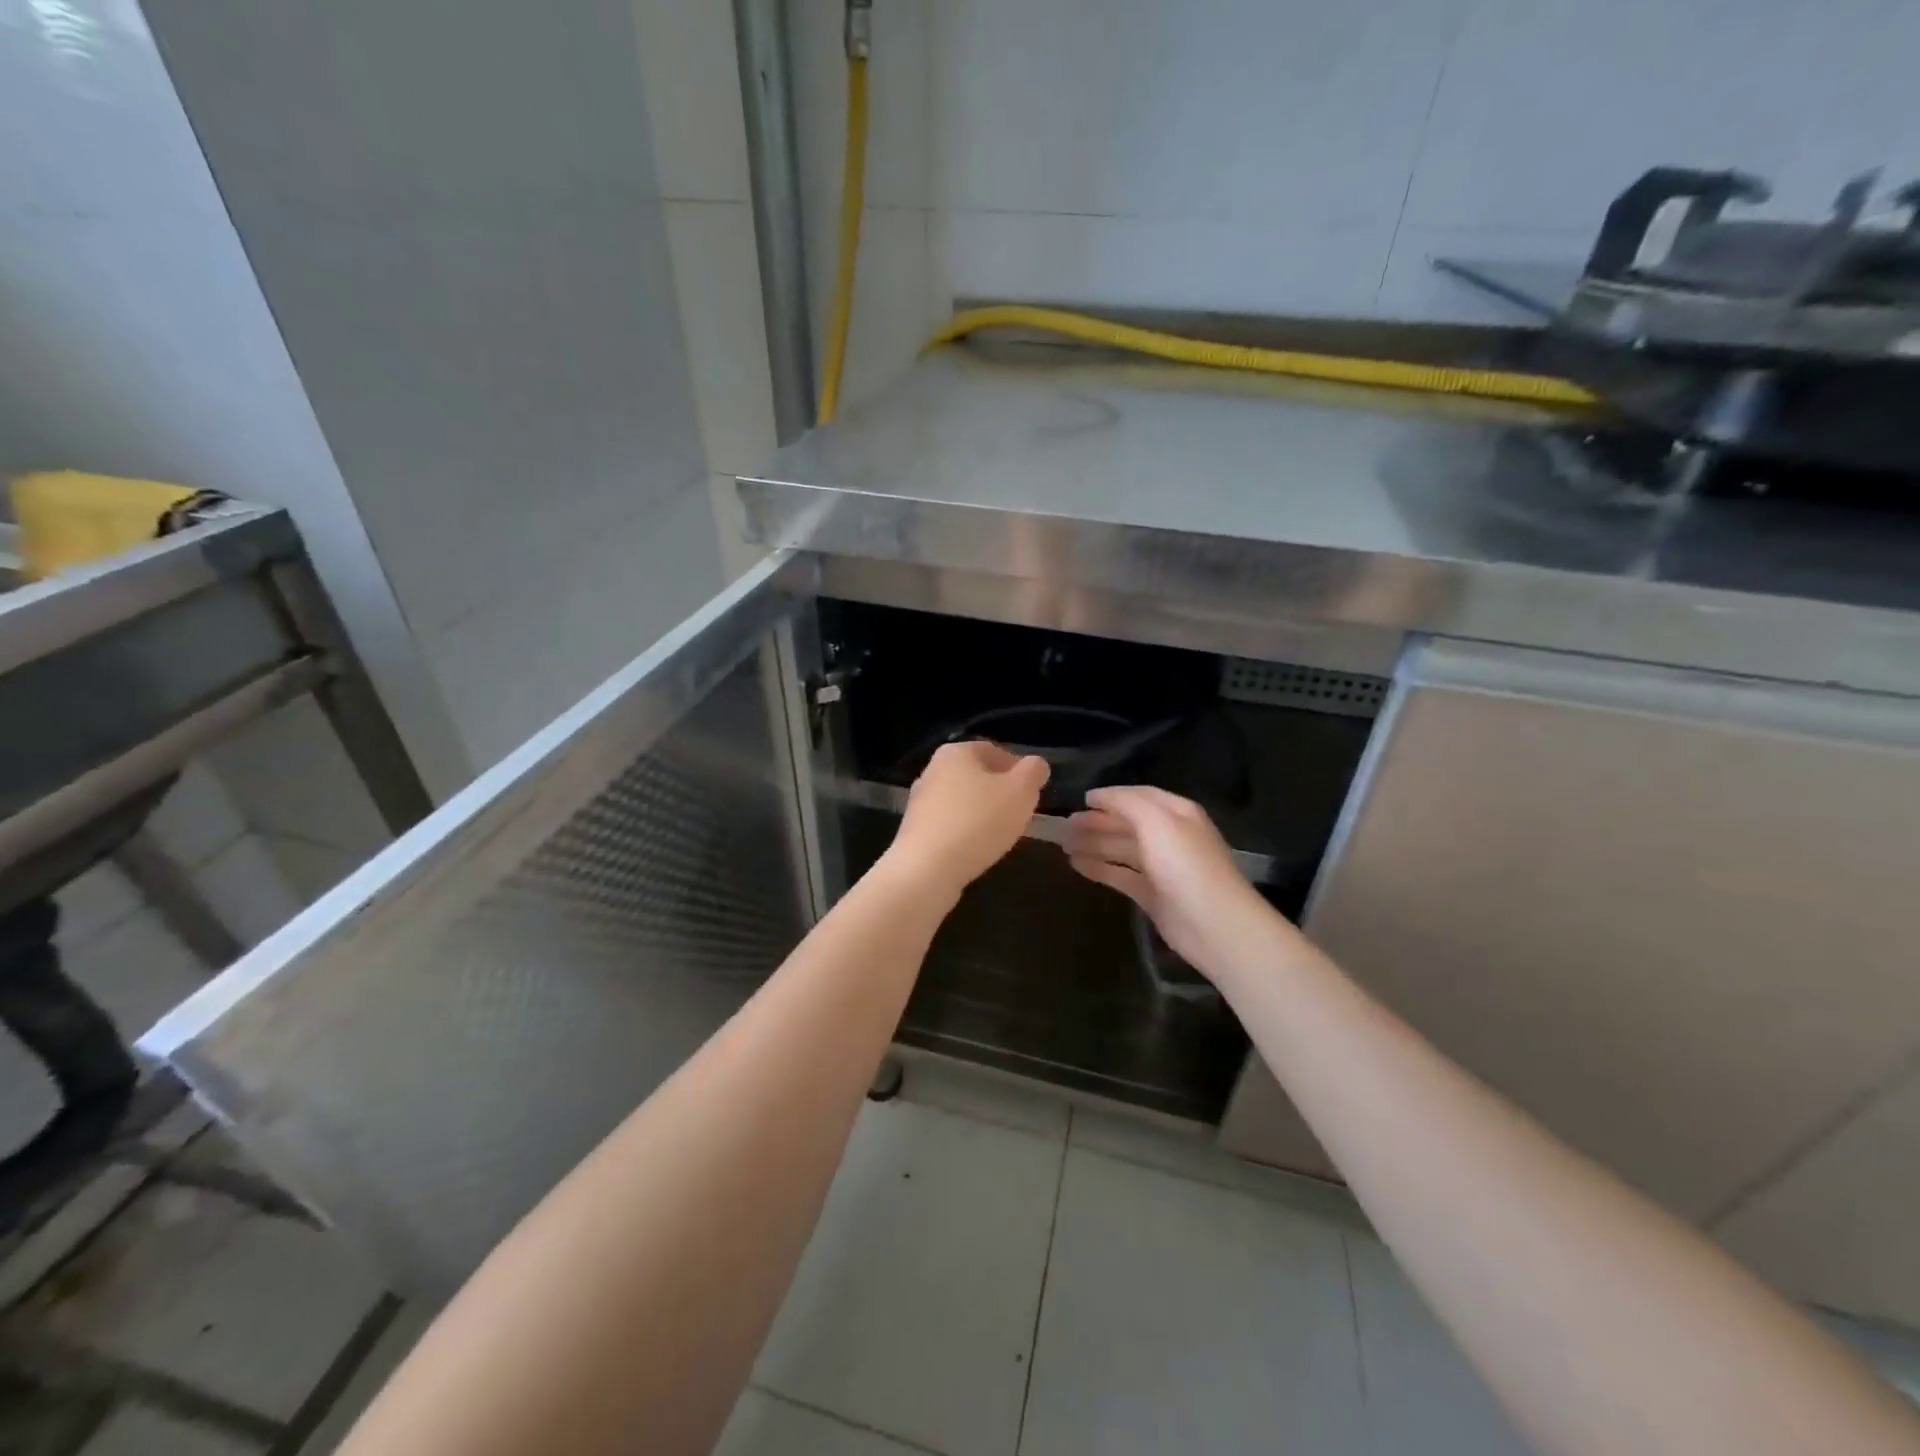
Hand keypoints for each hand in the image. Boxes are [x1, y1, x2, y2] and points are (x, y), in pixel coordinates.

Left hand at [885, 741, 1049, 899]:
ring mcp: (920, 801)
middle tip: (1020, 814)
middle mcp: (932, 770)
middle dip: (1000, 792)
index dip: (1018, 769)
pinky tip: (978, 849)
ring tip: (1002, 835)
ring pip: (963, 801)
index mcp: (955, 752)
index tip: (1032, 792)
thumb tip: (1036, 765)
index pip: (994, 750)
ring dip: (983, 814)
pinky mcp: (915, 830)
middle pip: (976, 776)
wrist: (926, 869)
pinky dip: (966, 832)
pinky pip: (950, 824)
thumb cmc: (977, 822)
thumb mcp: (1020, 792)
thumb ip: (1033, 772)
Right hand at [1065, 786, 1277, 977]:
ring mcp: (1160, 867)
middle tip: (1064, 824)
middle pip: (1127, 823)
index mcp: (1175, 813)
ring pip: (1121, 849)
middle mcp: (1169, 836)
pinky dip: (1099, 868)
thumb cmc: (1184, 864)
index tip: (1080, 799)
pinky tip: (1075, 864)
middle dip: (1097, 821)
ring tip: (1063, 844)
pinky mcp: (1152, 894)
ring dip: (1094, 844)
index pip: (1138, 796)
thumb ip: (1126, 803)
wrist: (1213, 924)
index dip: (1110, 796)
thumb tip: (1097, 796)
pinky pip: (1120, 875)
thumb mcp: (1156, 821)